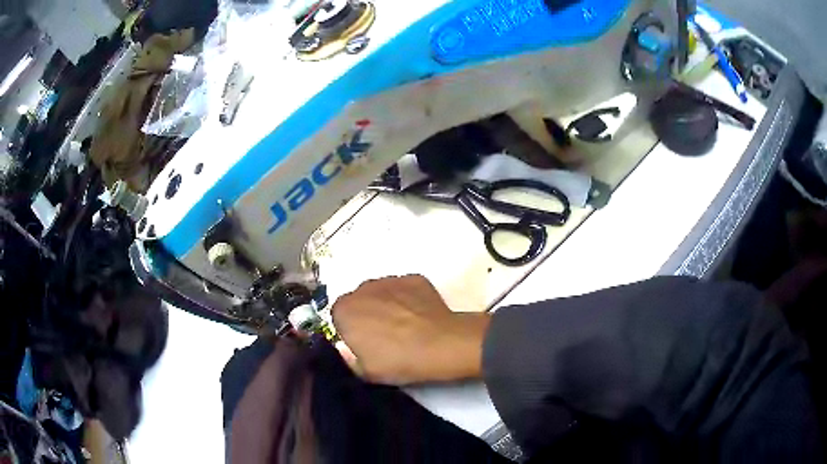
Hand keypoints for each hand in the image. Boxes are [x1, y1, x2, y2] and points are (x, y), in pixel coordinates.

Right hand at [331, 275, 490, 384]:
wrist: (441, 344)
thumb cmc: (398, 361)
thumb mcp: (364, 372)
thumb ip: (347, 358)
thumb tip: (346, 351)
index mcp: (344, 310)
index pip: (339, 317)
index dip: (351, 331)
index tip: (364, 345)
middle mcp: (362, 288)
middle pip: (359, 302)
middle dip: (367, 316)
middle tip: (385, 337)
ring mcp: (390, 279)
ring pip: (382, 293)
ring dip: (387, 306)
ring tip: (406, 327)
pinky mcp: (414, 278)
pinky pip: (404, 289)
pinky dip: (409, 300)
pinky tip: (420, 317)